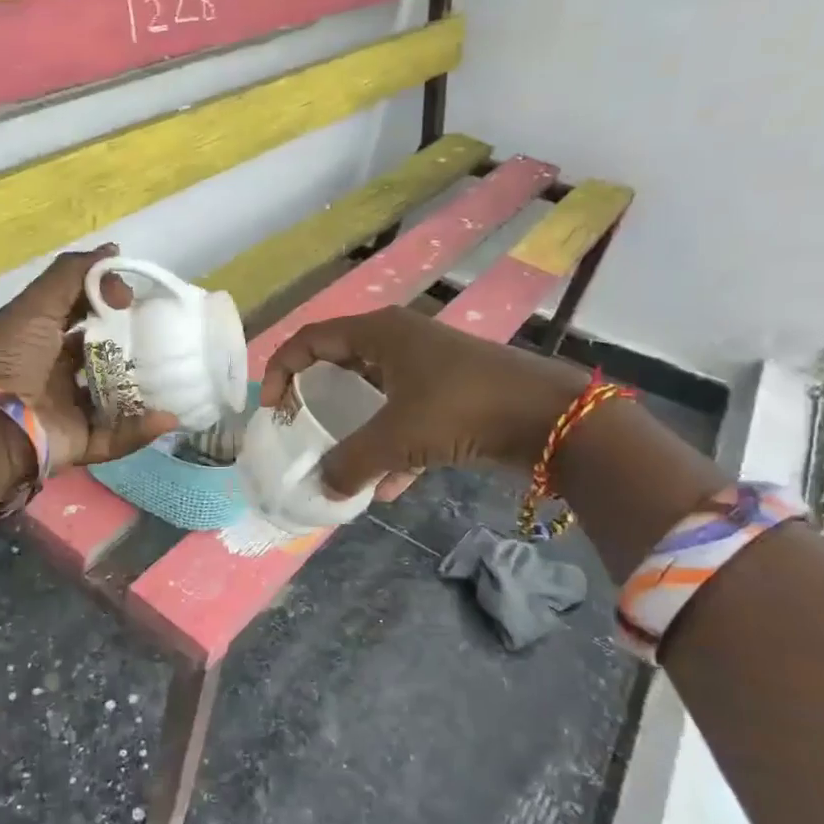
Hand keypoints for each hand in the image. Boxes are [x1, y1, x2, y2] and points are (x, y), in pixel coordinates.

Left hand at [0, 245, 179, 476]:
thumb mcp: (34, 307)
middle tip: (163, 336)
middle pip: (99, 357)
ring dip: (142, 389)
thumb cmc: (9, 359)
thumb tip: (113, 251)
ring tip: (175, 375)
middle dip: (130, 347)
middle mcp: (51, 374)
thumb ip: (71, 275)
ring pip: (113, 398)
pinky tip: (167, 416)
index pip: (78, 316)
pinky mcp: (78, 443)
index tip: (132, 298)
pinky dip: (141, 429)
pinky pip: (115, 437)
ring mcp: (65, 410)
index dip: (105, 303)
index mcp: (36, 340)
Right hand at [259, 308, 590, 496]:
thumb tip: (323, 489)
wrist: (552, 418)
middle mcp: (400, 343)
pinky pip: (407, 420)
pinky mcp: (452, 397)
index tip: (271, 408)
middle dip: (317, 402)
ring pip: (374, 396)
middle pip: (340, 366)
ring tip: (341, 468)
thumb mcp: (397, 437)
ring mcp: (428, 369)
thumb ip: (351, 463)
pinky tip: (389, 489)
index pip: (311, 339)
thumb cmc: (463, 409)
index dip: (281, 369)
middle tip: (301, 432)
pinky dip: (394, 450)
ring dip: (356, 432)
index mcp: (379, 333)